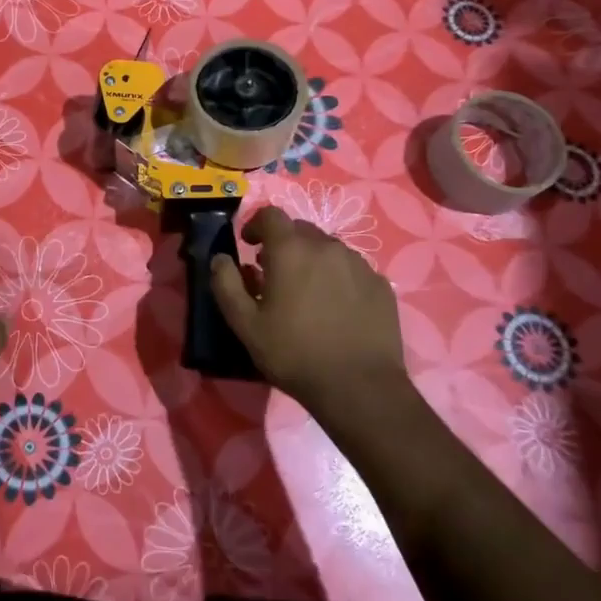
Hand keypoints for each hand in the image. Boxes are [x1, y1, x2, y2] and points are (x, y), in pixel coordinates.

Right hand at [209, 207, 412, 431]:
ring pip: (328, 249)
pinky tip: (335, 308)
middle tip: (274, 274)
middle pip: (301, 229)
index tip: (249, 246)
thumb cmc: (294, 353)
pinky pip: (352, 269)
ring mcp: (359, 264)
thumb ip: (226, 284)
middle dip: (284, 244)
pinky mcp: (380, 284)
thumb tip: (220, 258)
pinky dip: (338, 278)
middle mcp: (327, 246)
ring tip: (306, 293)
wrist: (359, 386)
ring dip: (312, 260)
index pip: (271, 215)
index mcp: (291, 250)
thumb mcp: (245, 324)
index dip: (256, 225)